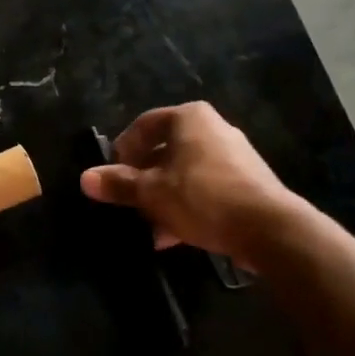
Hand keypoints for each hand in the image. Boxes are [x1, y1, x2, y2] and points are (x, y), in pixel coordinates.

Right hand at [79, 102, 295, 261]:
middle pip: (164, 151)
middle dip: (143, 180)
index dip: (122, 149)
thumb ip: (118, 184)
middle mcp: (213, 129)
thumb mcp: (152, 193)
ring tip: (149, 227)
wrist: (269, 229)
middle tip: (129, 203)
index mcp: (189, 118)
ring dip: (163, 199)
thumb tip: (85, 178)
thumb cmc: (202, 198)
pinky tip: (172, 237)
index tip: (112, 175)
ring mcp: (233, 156)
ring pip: (184, 174)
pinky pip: (205, 190)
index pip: (144, 125)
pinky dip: (186, 207)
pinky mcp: (246, 183)